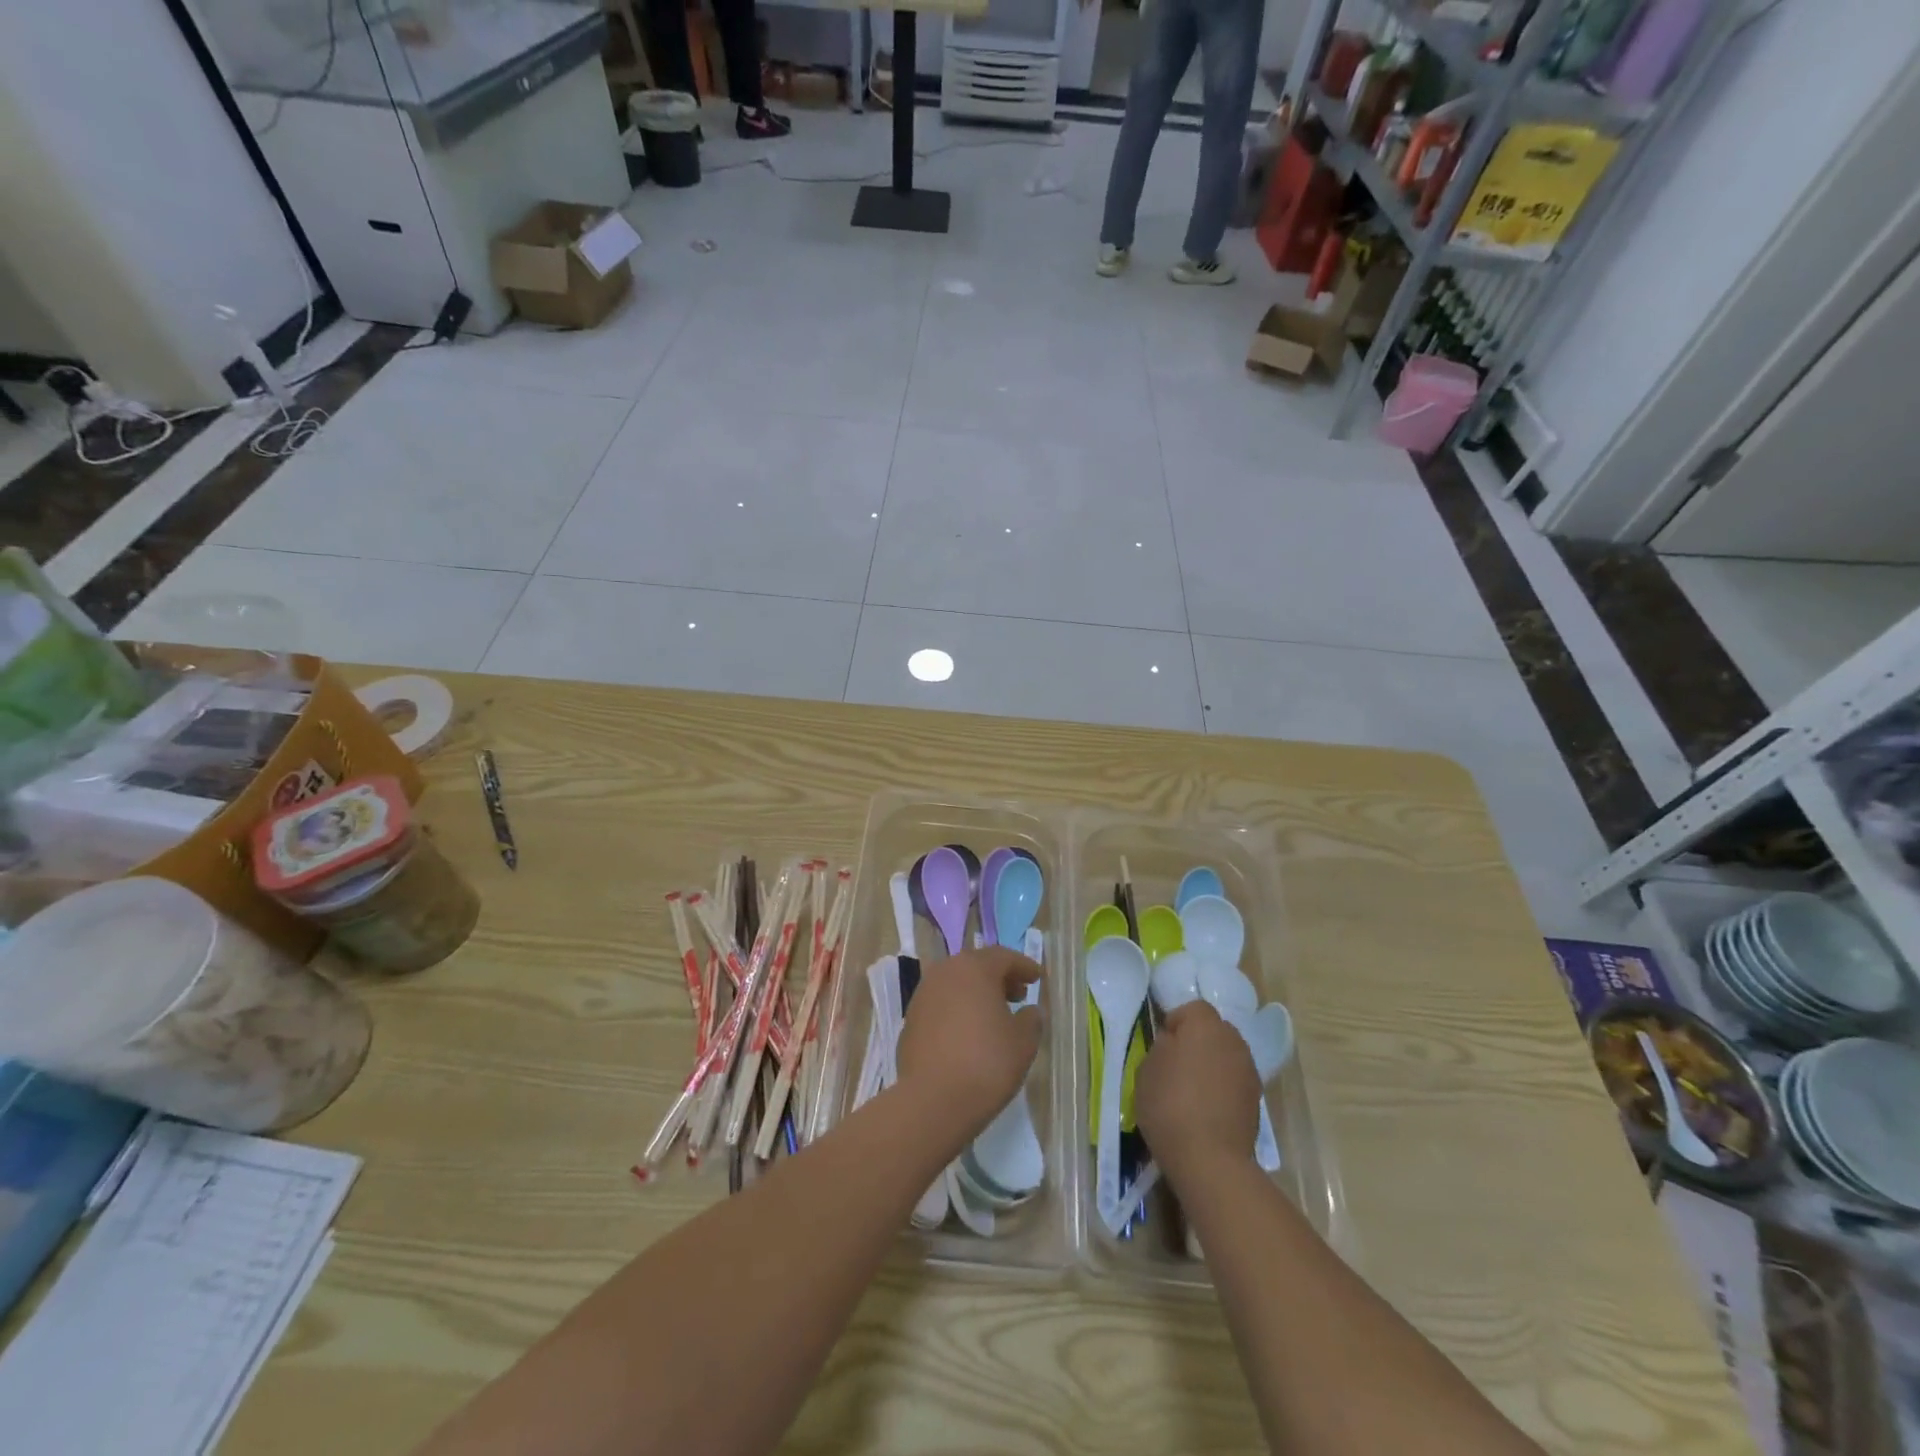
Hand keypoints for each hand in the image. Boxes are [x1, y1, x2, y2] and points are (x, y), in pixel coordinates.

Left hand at [896, 947, 1042, 1142]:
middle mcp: (945, 972)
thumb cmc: (986, 1063)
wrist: (933, 1100)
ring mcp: (923, 994)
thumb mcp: (1023, 1042)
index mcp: (974, 968)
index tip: (1038, 978)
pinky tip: (969, 1032)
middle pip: (977, 966)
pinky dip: (958, 1009)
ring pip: (956, 984)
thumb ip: (1031, 1019)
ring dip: (977, 993)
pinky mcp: (911, 1019)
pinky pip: (941, 1004)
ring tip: (994, 1015)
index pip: (1004, 957)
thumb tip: (1030, 1011)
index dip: (1024, 966)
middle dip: (1000, 978)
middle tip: (1018, 995)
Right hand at [1135, 1002, 1259, 1179]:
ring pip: (1226, 1055)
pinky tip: (1207, 1108)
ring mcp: (1249, 1070)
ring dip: (1212, 1063)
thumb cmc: (1170, 1104)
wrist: (1210, 1158)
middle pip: (1214, 1029)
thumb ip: (1162, 1047)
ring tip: (1192, 1089)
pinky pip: (1235, 1080)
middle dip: (1197, 1041)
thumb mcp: (1147, 1069)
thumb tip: (1174, 1044)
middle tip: (1176, 1065)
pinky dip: (1223, 1087)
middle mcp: (1233, 1041)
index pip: (1192, 1008)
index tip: (1162, 1046)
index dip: (1175, 1022)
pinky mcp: (1257, 1100)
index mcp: (1205, 1025)